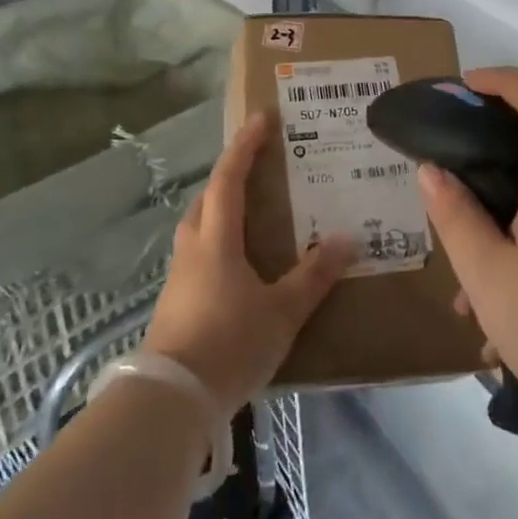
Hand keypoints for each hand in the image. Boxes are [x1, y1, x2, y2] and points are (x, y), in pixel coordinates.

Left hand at [143, 112, 355, 412]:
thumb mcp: (282, 311)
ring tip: (250, 214)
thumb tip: (346, 240)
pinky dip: (217, 243)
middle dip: (228, 176)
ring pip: (198, 228)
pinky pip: (198, 255)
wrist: (171, 399)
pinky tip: (236, 266)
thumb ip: (314, 276)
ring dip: (220, 210)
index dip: (245, 147)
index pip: (229, 179)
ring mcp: (179, 277)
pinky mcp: (175, 302)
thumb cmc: (230, 343)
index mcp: (217, 240)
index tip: (261, 119)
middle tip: (257, 168)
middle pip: (206, 199)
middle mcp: (193, 249)